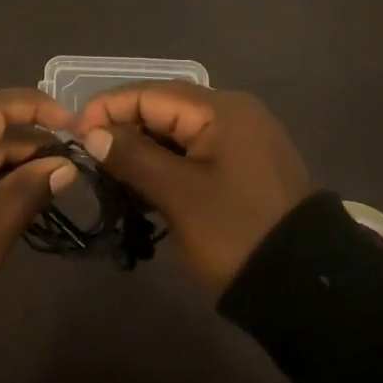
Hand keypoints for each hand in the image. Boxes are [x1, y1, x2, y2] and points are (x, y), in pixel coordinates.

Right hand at [74, 83, 314, 293]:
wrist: (307, 288)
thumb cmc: (236, 232)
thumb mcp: (178, 194)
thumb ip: (132, 156)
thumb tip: (92, 132)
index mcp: (221, 110)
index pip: (150, 94)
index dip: (107, 108)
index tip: (74, 134)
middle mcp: (233, 113)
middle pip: (164, 108)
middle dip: (123, 127)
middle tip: (89, 155)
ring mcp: (242, 140)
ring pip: (177, 131)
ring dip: (143, 147)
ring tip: (109, 171)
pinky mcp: (244, 166)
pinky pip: (194, 151)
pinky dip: (166, 162)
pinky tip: (143, 182)